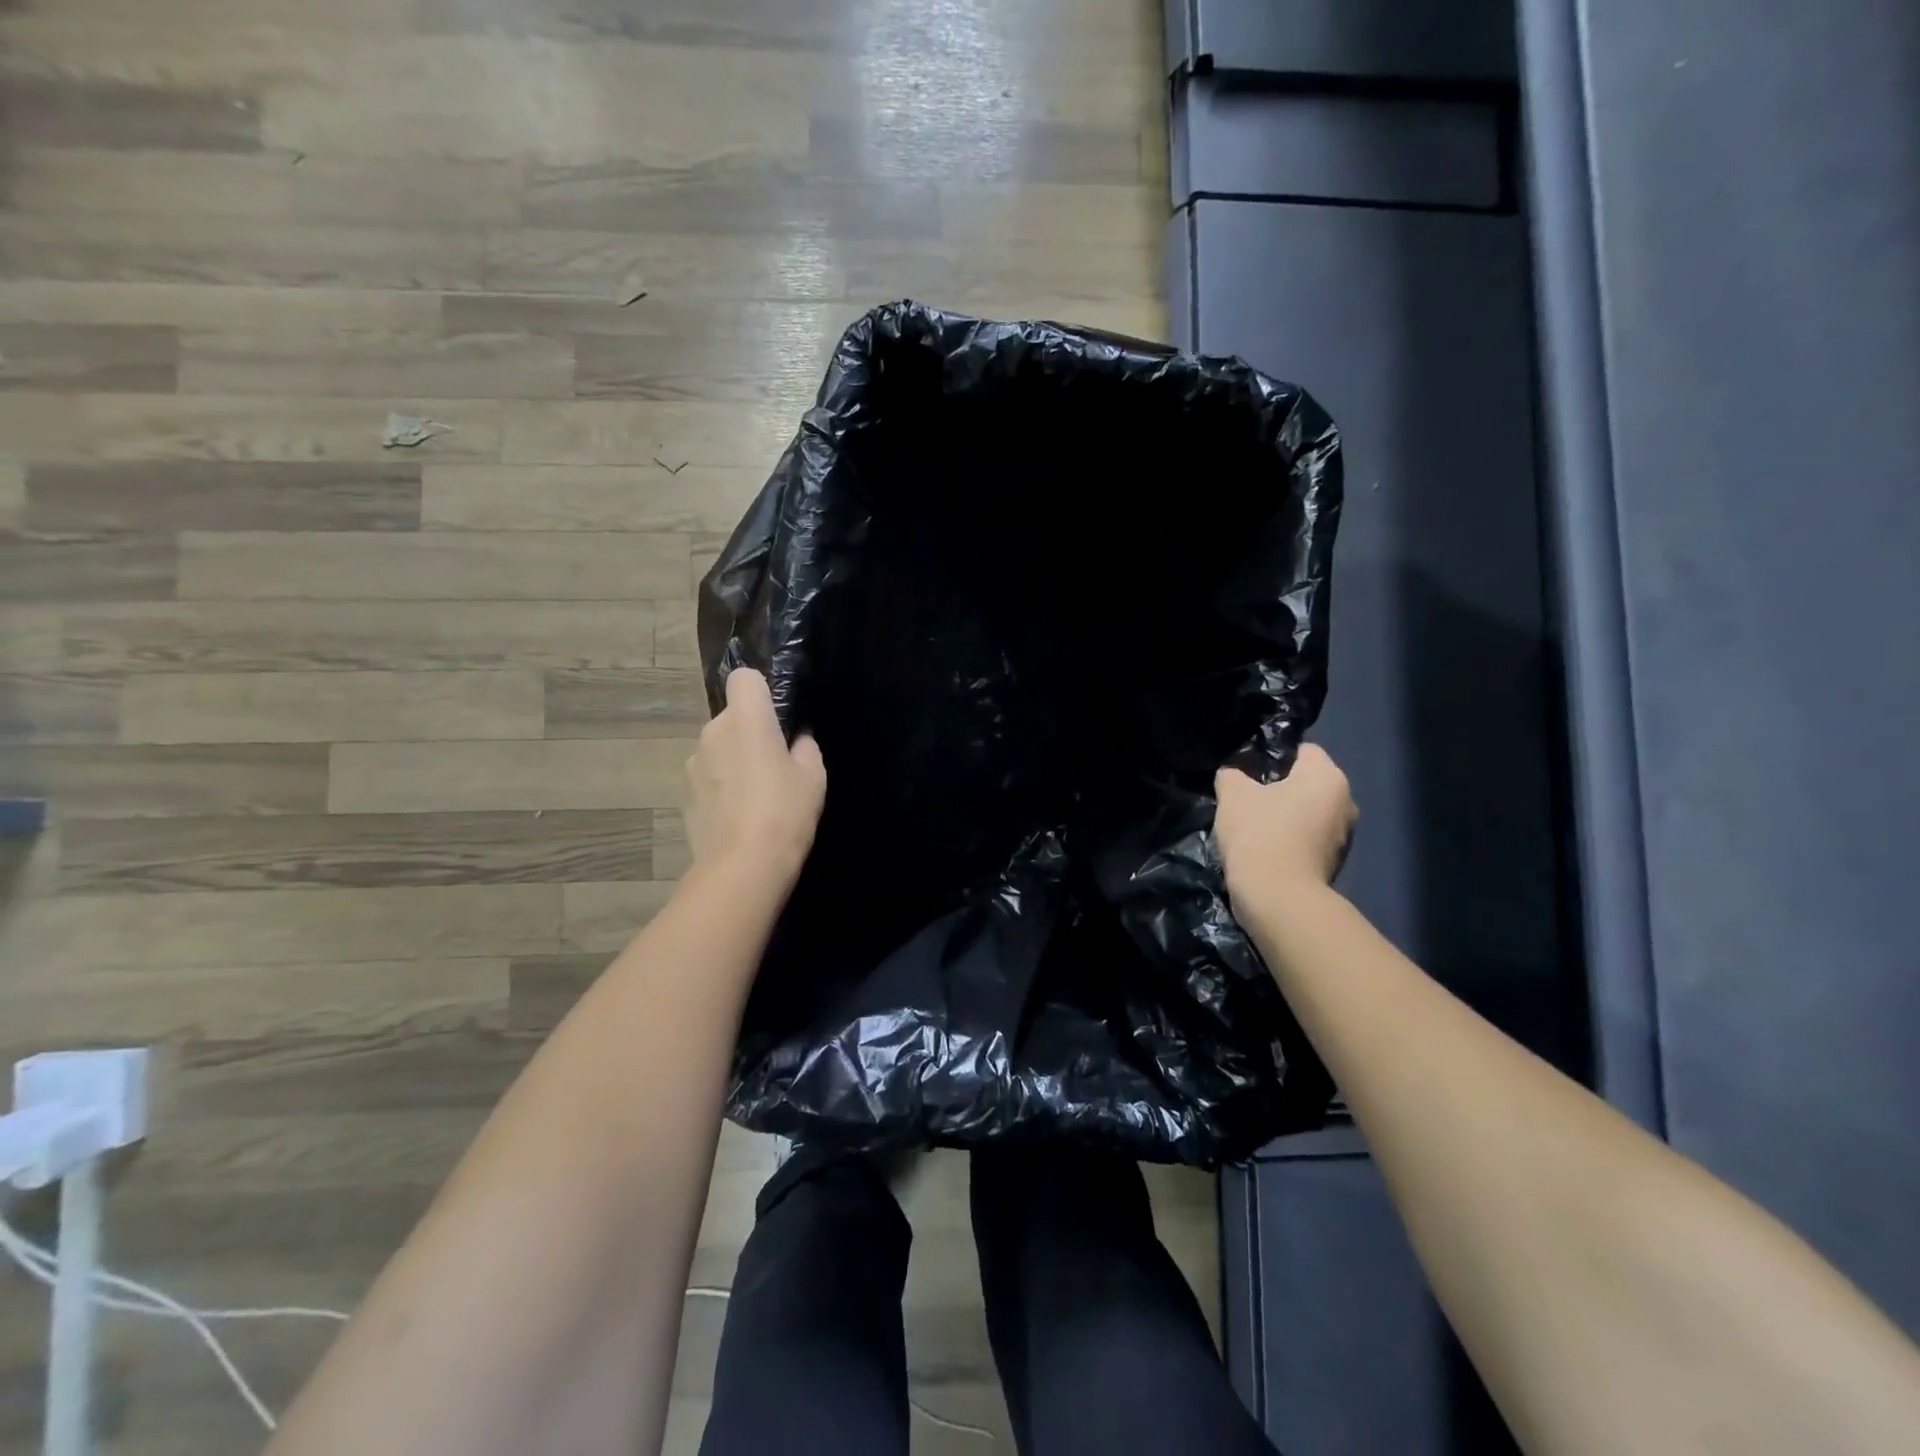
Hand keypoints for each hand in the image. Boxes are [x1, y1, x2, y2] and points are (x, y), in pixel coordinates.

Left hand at [684, 668, 826, 890]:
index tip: (778, 718)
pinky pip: (708, 778)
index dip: (762, 692)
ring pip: (718, 749)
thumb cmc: (785, 812)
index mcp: (746, 719)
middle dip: (750, 733)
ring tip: (757, 797)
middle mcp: (712, 732)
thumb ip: (804, 749)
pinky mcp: (684, 795)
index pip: (744, 678)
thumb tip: (796, 741)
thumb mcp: (813, 777)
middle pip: (732, 718)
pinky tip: (739, 817)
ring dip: (733, 761)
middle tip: (776, 766)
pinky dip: (721, 788)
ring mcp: (693, 764)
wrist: (742, 867)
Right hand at [1214, 744, 1356, 898]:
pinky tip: (1263, 851)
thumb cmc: (1260, 834)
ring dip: (1284, 818)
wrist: (1278, 899)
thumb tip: (1234, 775)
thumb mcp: (1232, 794)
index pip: (1302, 750)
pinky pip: (1307, 841)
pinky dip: (1289, 842)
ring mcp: (1344, 837)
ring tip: (1251, 829)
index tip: (1246, 772)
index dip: (1272, 757)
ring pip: (1307, 814)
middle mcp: (1346, 802)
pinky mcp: (1335, 864)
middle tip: (1245, 799)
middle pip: (1306, 784)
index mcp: (1328, 776)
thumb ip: (1231, 774)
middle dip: (1278, 789)